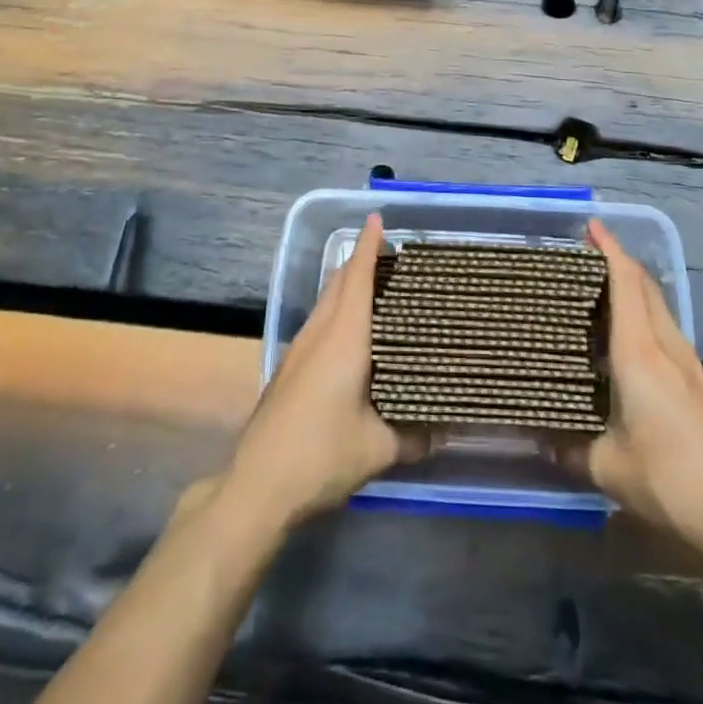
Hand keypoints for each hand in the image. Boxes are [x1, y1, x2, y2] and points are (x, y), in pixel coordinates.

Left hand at [220, 214, 421, 530]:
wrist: (257, 485)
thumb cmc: (320, 455)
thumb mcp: (377, 449)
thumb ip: (414, 437)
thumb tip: (445, 431)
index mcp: (343, 339)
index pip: (357, 279)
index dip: (367, 246)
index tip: (377, 218)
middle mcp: (319, 333)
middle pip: (338, 283)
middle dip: (360, 260)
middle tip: (389, 253)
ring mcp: (299, 350)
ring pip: (325, 301)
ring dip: (346, 284)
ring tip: (375, 285)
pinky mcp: (289, 368)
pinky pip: (319, 321)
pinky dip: (337, 309)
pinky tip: (351, 331)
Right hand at [576, 220, 702, 551]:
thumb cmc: (668, 478)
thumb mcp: (607, 467)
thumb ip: (570, 449)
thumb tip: (539, 441)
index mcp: (639, 352)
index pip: (625, 283)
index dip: (609, 249)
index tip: (592, 226)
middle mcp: (665, 346)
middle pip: (645, 286)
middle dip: (620, 262)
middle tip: (587, 256)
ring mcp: (687, 364)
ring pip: (658, 308)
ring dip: (633, 289)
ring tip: (600, 295)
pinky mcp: (697, 384)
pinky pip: (665, 331)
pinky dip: (644, 317)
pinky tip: (627, 344)